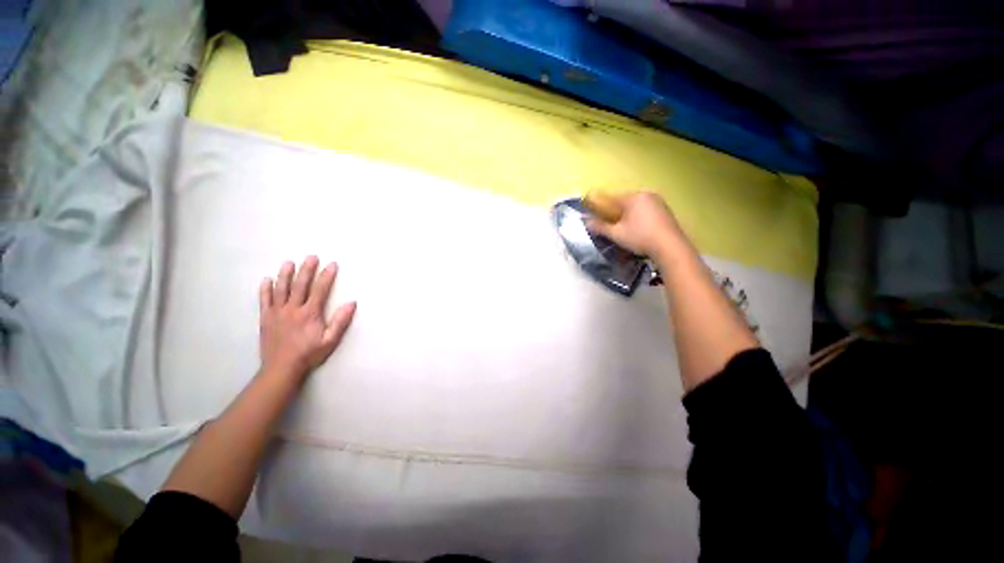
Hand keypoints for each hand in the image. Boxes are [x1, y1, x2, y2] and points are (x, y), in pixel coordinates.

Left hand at [259, 256, 355, 380]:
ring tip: (289, 262)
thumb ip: (340, 321)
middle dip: (307, 270)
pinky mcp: (266, 318)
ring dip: (286, 275)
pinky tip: (267, 280)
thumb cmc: (309, 354)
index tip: (332, 264)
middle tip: (311, 257)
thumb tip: (352, 303)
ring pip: (281, 289)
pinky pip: (264, 300)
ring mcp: (277, 313)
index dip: (326, 276)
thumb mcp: (330, 340)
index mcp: (310, 313)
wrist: (281, 369)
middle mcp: (293, 309)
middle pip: (300, 285)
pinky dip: (265, 289)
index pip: (320, 290)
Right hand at [587, 192, 685, 260]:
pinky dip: (640, 218)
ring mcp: (659, 202)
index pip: (611, 199)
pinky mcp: (666, 211)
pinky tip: (639, 230)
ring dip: (628, 216)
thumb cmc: (640, 237)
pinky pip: (647, 211)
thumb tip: (586, 221)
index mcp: (633, 197)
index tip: (595, 216)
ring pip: (636, 207)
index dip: (601, 207)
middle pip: (624, 202)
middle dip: (616, 212)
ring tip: (625, 230)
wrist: (670, 247)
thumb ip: (600, 227)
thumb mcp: (616, 234)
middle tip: (611, 226)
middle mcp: (646, 195)